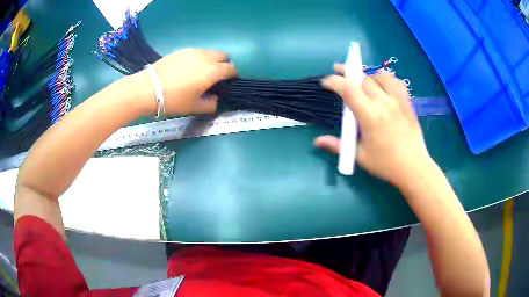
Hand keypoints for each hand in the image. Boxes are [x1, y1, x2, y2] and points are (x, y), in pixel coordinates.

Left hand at [150, 48, 236, 115]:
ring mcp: (193, 51)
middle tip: (216, 77)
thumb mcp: (194, 107)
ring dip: (212, 61)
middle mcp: (206, 57)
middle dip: (224, 65)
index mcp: (212, 71)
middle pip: (223, 56)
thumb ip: (211, 104)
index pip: (231, 68)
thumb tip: (215, 98)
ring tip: (201, 73)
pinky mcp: (181, 50)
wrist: (148, 89)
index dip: (233, 75)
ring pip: (210, 52)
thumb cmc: (174, 100)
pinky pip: (197, 52)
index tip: (229, 83)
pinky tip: (188, 69)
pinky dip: (199, 59)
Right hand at [315, 64, 432, 186]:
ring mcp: (397, 101)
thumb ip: (337, 145)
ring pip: (380, 76)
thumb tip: (317, 141)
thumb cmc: (385, 164)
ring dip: (367, 75)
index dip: (334, 82)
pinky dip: (386, 78)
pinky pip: (396, 82)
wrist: (413, 167)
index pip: (349, 90)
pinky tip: (382, 84)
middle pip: (363, 79)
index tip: (325, 82)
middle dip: (347, 73)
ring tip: (361, 79)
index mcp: (370, 116)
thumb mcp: (359, 157)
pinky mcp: (407, 103)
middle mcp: (384, 103)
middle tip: (338, 73)